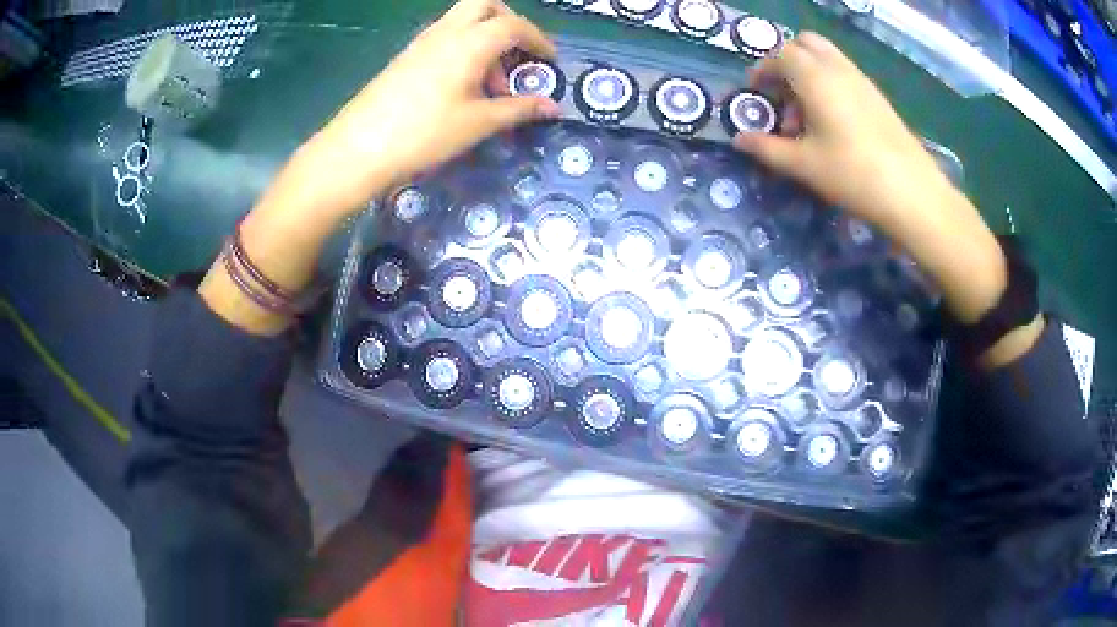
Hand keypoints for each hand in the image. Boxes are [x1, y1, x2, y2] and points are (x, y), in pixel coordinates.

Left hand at [286, 0, 561, 218]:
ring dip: (486, 37)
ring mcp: (422, 42)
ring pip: (462, 19)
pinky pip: (444, 36)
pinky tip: (462, 85)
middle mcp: (446, 32)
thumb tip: (553, 108)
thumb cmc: (423, 134)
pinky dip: (463, 47)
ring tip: (491, 83)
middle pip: (485, 6)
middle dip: (509, 23)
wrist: (358, 149)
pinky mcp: (406, 56)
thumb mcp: (478, 124)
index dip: (538, 40)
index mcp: (469, 42)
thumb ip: (519, 109)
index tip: (550, 63)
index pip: (514, 25)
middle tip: (518, 54)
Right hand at [733, 33, 950, 225]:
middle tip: (781, 94)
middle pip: (805, 44)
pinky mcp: (877, 97)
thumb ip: (766, 148)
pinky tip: (833, 123)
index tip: (755, 93)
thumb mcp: (803, 165)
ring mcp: (862, 80)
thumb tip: (739, 140)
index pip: (780, 55)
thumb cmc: (852, 174)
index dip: (762, 70)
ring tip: (807, 116)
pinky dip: (830, 84)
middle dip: (786, 61)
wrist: (912, 192)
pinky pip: (845, 74)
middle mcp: (838, 68)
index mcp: (815, 76)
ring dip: (809, 73)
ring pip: (827, 57)